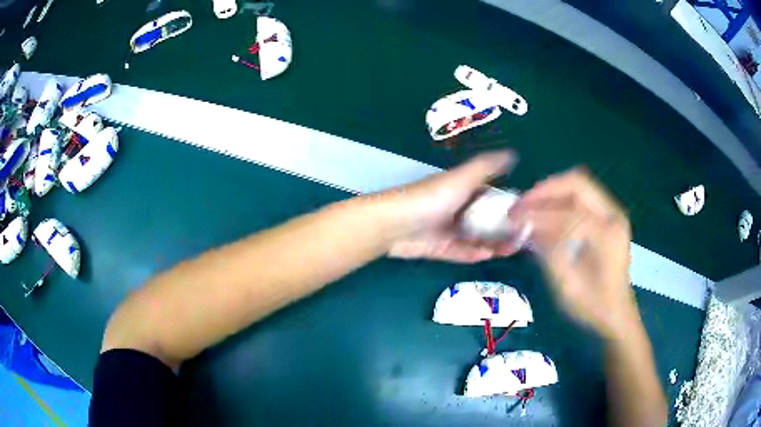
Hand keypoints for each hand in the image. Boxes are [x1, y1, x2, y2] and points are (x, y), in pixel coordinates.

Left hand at [384, 150, 520, 262]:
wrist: (394, 223)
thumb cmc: (432, 198)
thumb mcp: (462, 178)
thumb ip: (487, 167)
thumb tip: (512, 154)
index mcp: (463, 190)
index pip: (491, 197)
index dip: (508, 205)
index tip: (527, 215)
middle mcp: (457, 209)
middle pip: (486, 220)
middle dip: (504, 229)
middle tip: (523, 238)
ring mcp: (447, 230)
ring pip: (476, 238)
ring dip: (494, 243)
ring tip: (513, 249)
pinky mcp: (439, 248)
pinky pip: (461, 252)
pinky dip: (474, 253)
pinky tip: (489, 256)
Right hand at [513, 169, 638, 339]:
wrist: (616, 314)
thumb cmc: (592, 306)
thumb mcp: (567, 286)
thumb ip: (548, 251)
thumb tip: (527, 224)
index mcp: (607, 234)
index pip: (568, 212)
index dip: (538, 212)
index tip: (512, 216)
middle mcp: (613, 215)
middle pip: (577, 183)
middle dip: (546, 190)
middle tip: (521, 203)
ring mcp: (613, 214)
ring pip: (580, 186)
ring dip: (552, 193)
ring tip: (529, 206)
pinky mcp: (608, 218)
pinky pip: (582, 197)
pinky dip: (561, 200)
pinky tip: (545, 214)